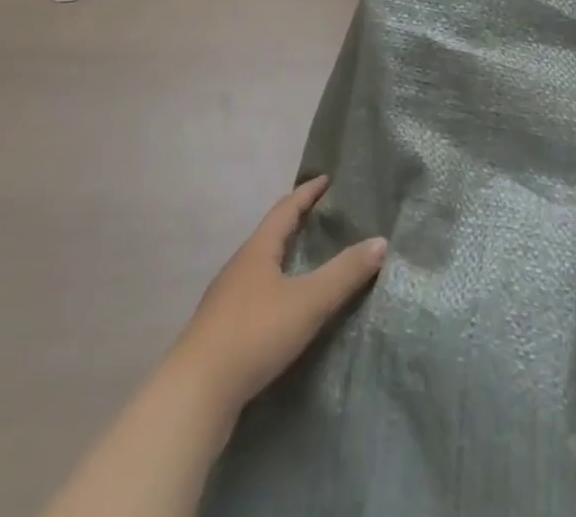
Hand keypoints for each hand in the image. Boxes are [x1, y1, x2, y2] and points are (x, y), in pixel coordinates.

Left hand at [166, 175, 387, 412]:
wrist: (195, 395)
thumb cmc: (254, 334)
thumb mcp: (308, 301)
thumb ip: (344, 273)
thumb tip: (381, 241)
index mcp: (258, 249)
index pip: (286, 208)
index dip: (308, 193)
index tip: (327, 180)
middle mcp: (240, 266)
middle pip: (272, 235)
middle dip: (297, 223)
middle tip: (325, 218)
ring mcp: (227, 299)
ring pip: (262, 267)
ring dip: (286, 258)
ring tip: (310, 262)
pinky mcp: (222, 332)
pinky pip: (256, 295)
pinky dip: (277, 289)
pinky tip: (286, 310)